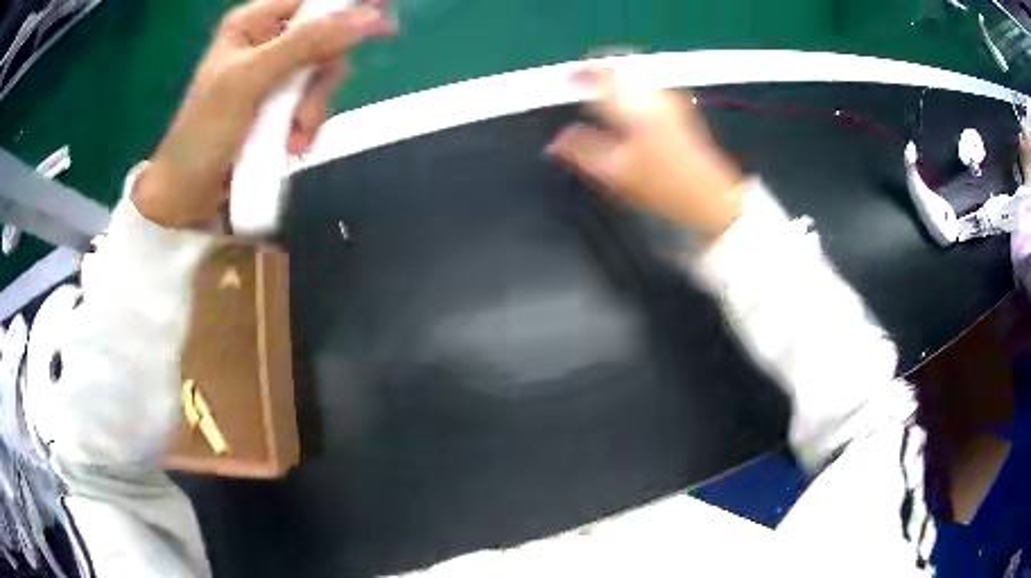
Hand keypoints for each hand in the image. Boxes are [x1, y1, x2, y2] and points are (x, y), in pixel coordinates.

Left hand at [132, 0, 396, 228]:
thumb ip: (307, 44)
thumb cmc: (205, 134)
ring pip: (321, 74)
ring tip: (292, 138)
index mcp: (253, 23)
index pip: (311, 1)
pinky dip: (307, 125)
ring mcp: (273, 76)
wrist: (187, 197)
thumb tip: (370, 17)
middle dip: (320, 77)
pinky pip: (312, 102)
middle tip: (305, 108)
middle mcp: (266, 42)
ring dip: (313, 109)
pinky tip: (291, 145)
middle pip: (324, 38)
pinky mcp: (278, 106)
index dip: (345, 10)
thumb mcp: (251, 81)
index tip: (382, 24)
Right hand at [547, 68, 744, 240]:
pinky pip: (645, 87)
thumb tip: (554, 142)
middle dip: (597, 70)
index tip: (564, 79)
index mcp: (633, 107)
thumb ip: (582, 152)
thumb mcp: (616, 174)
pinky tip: (623, 104)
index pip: (601, 76)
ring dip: (613, 78)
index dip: (579, 75)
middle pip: (620, 68)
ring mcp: (669, 101)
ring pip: (634, 76)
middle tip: (579, 81)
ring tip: (597, 91)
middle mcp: (652, 95)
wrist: (712, 198)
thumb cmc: (663, 187)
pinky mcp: (678, 111)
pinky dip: (628, 88)